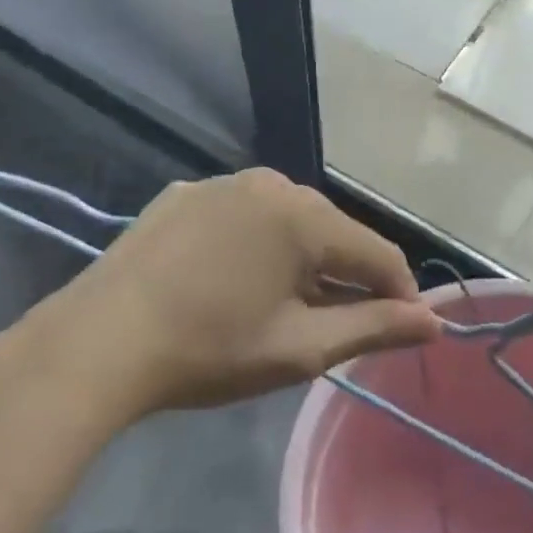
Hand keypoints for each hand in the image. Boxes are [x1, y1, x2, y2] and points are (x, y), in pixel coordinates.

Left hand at [10, 169, 442, 424]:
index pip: (378, 254)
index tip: (400, 332)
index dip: (398, 295)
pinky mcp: (184, 194)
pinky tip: (230, 280)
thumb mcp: (301, 347)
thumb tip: (433, 322)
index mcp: (306, 217)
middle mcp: (271, 183)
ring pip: (287, 221)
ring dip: (299, 259)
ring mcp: (222, 183)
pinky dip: (254, 245)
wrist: (99, 342)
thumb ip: (374, 327)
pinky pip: (241, 216)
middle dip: (344, 277)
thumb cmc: (211, 348)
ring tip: (281, 306)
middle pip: (333, 233)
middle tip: (333, 328)